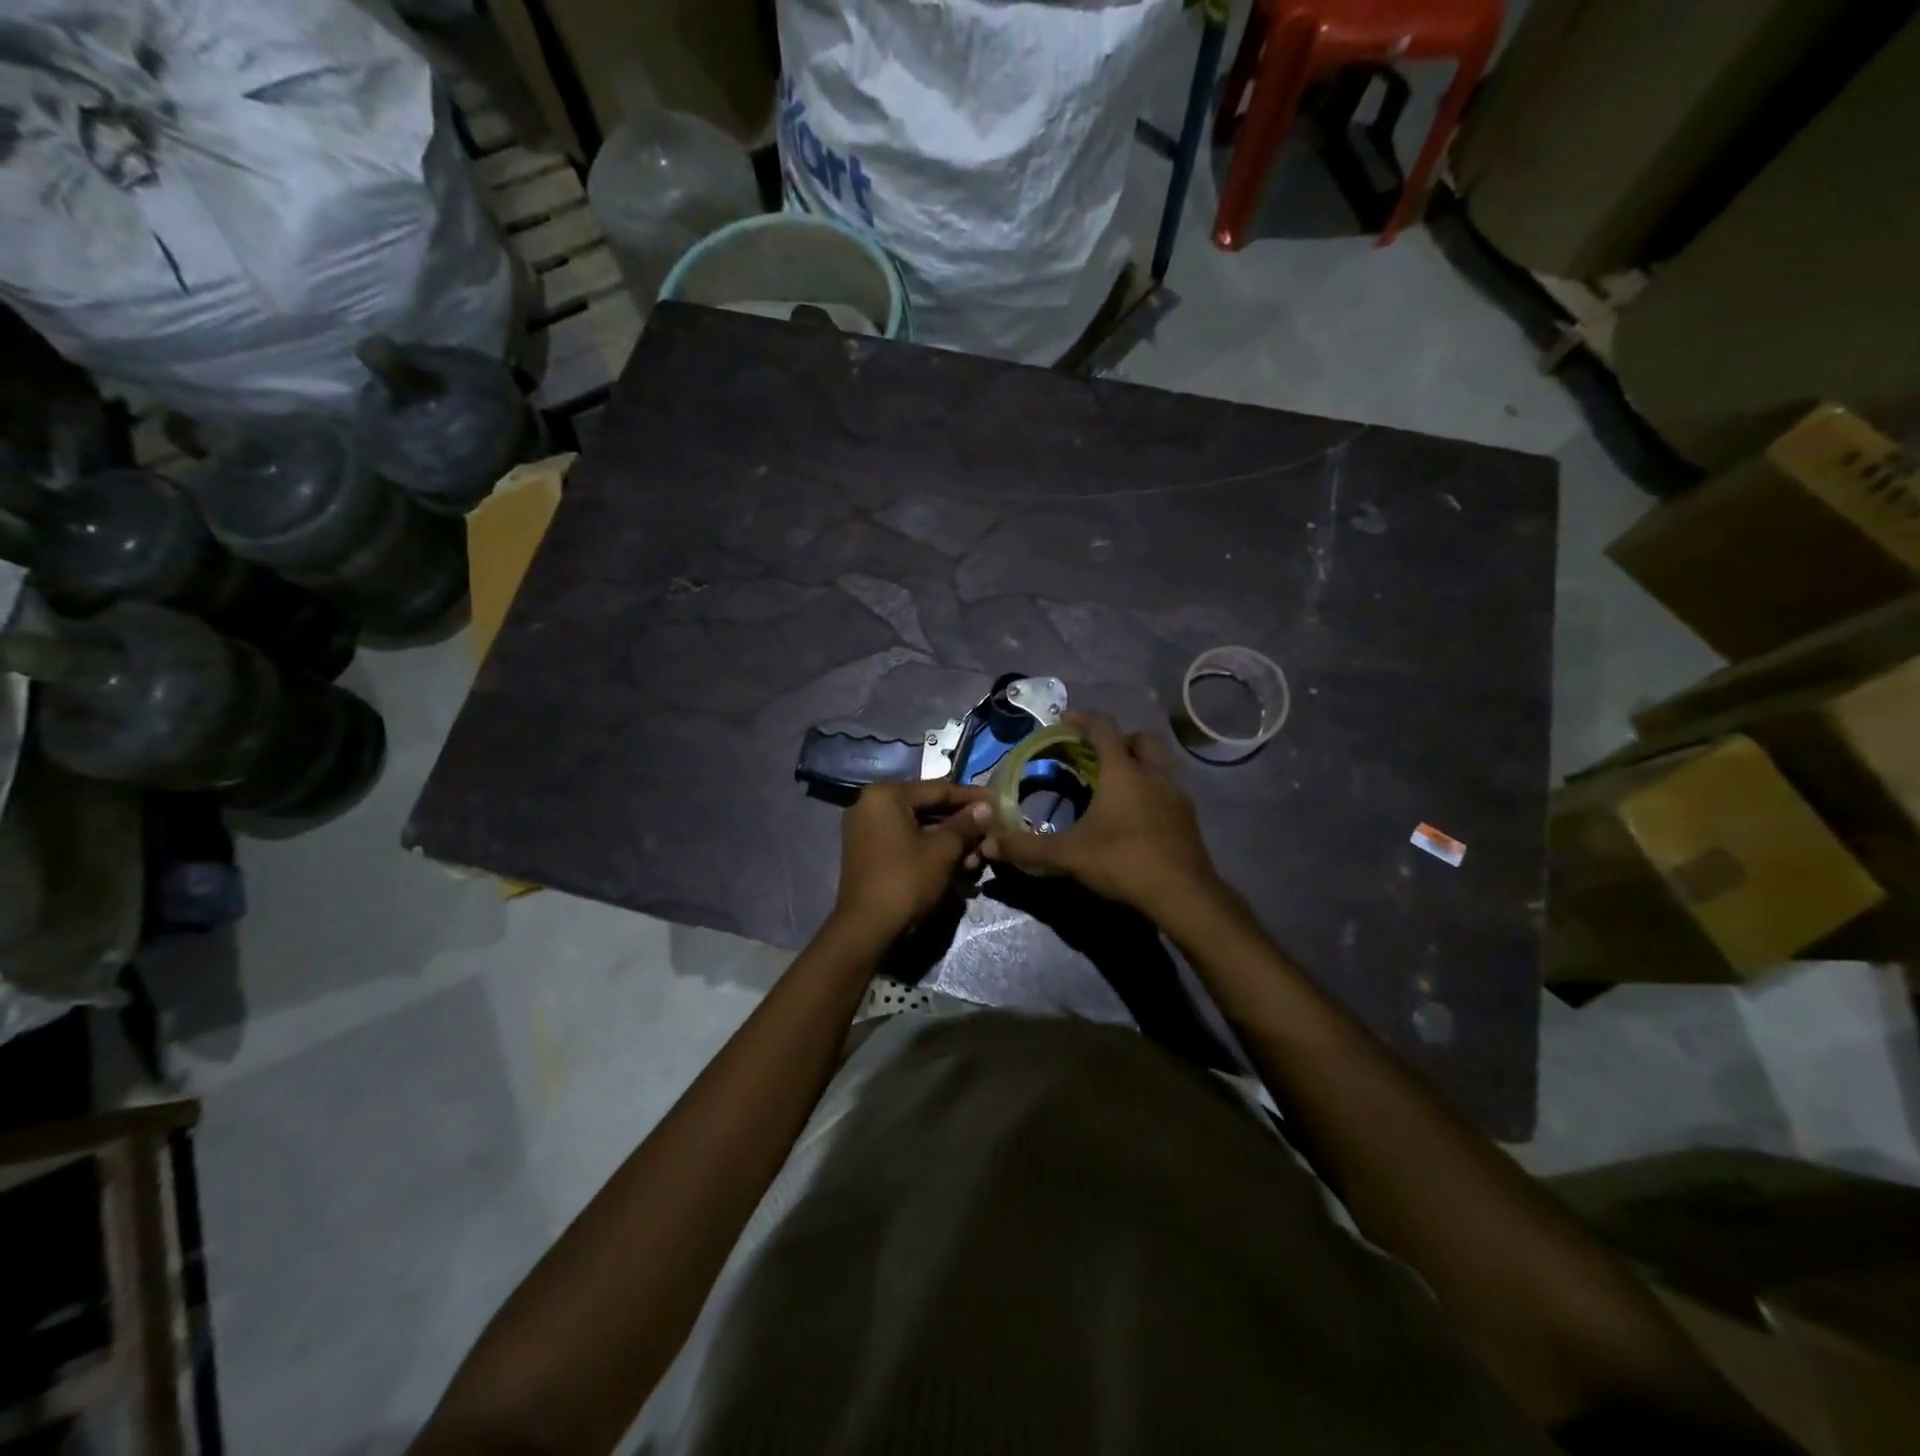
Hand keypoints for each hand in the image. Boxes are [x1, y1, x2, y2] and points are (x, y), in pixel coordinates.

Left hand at [832, 780, 993, 940]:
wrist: (867, 929)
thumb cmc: (906, 880)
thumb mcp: (943, 850)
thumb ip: (966, 824)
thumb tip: (986, 807)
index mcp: (886, 795)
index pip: (938, 789)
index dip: (971, 797)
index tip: (998, 801)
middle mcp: (871, 805)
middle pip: (927, 808)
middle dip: (961, 823)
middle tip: (991, 830)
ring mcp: (866, 830)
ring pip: (918, 828)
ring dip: (949, 841)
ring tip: (977, 857)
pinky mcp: (868, 853)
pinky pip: (906, 842)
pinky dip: (930, 850)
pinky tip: (957, 865)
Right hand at [981, 712, 1225, 921]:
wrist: (1183, 895)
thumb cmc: (1123, 862)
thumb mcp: (1068, 855)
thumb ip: (1027, 848)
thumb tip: (989, 844)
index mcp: (1123, 772)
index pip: (1103, 728)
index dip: (1082, 720)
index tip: (1063, 723)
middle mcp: (1153, 774)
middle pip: (1140, 738)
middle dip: (1117, 740)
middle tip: (1095, 756)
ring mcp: (1176, 795)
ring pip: (1159, 764)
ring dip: (1138, 765)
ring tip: (1115, 786)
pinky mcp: (1188, 818)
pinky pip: (1169, 790)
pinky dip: (1152, 791)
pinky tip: (1137, 816)